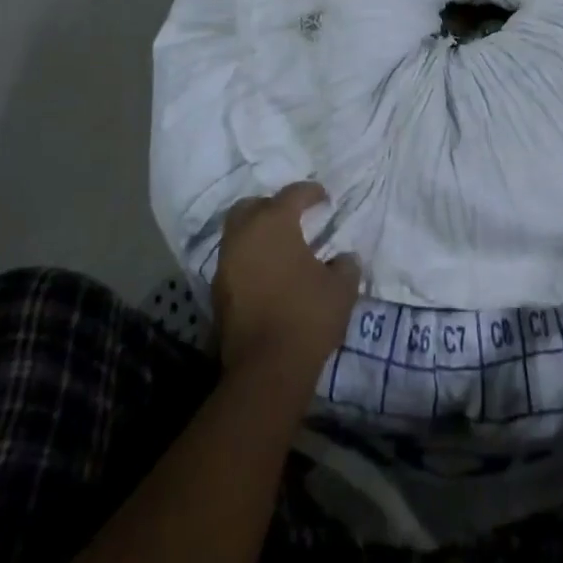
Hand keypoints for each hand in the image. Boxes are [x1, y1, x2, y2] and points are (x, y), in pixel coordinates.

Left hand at [213, 183, 360, 383]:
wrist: (266, 369)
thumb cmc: (306, 316)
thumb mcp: (341, 288)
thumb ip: (345, 265)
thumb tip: (345, 258)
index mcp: (274, 222)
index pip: (292, 194)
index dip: (311, 192)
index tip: (324, 198)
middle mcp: (244, 234)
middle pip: (253, 206)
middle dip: (272, 206)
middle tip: (293, 217)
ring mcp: (226, 263)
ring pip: (238, 233)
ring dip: (257, 233)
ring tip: (280, 246)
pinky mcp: (218, 291)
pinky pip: (234, 260)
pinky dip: (249, 258)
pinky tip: (267, 273)